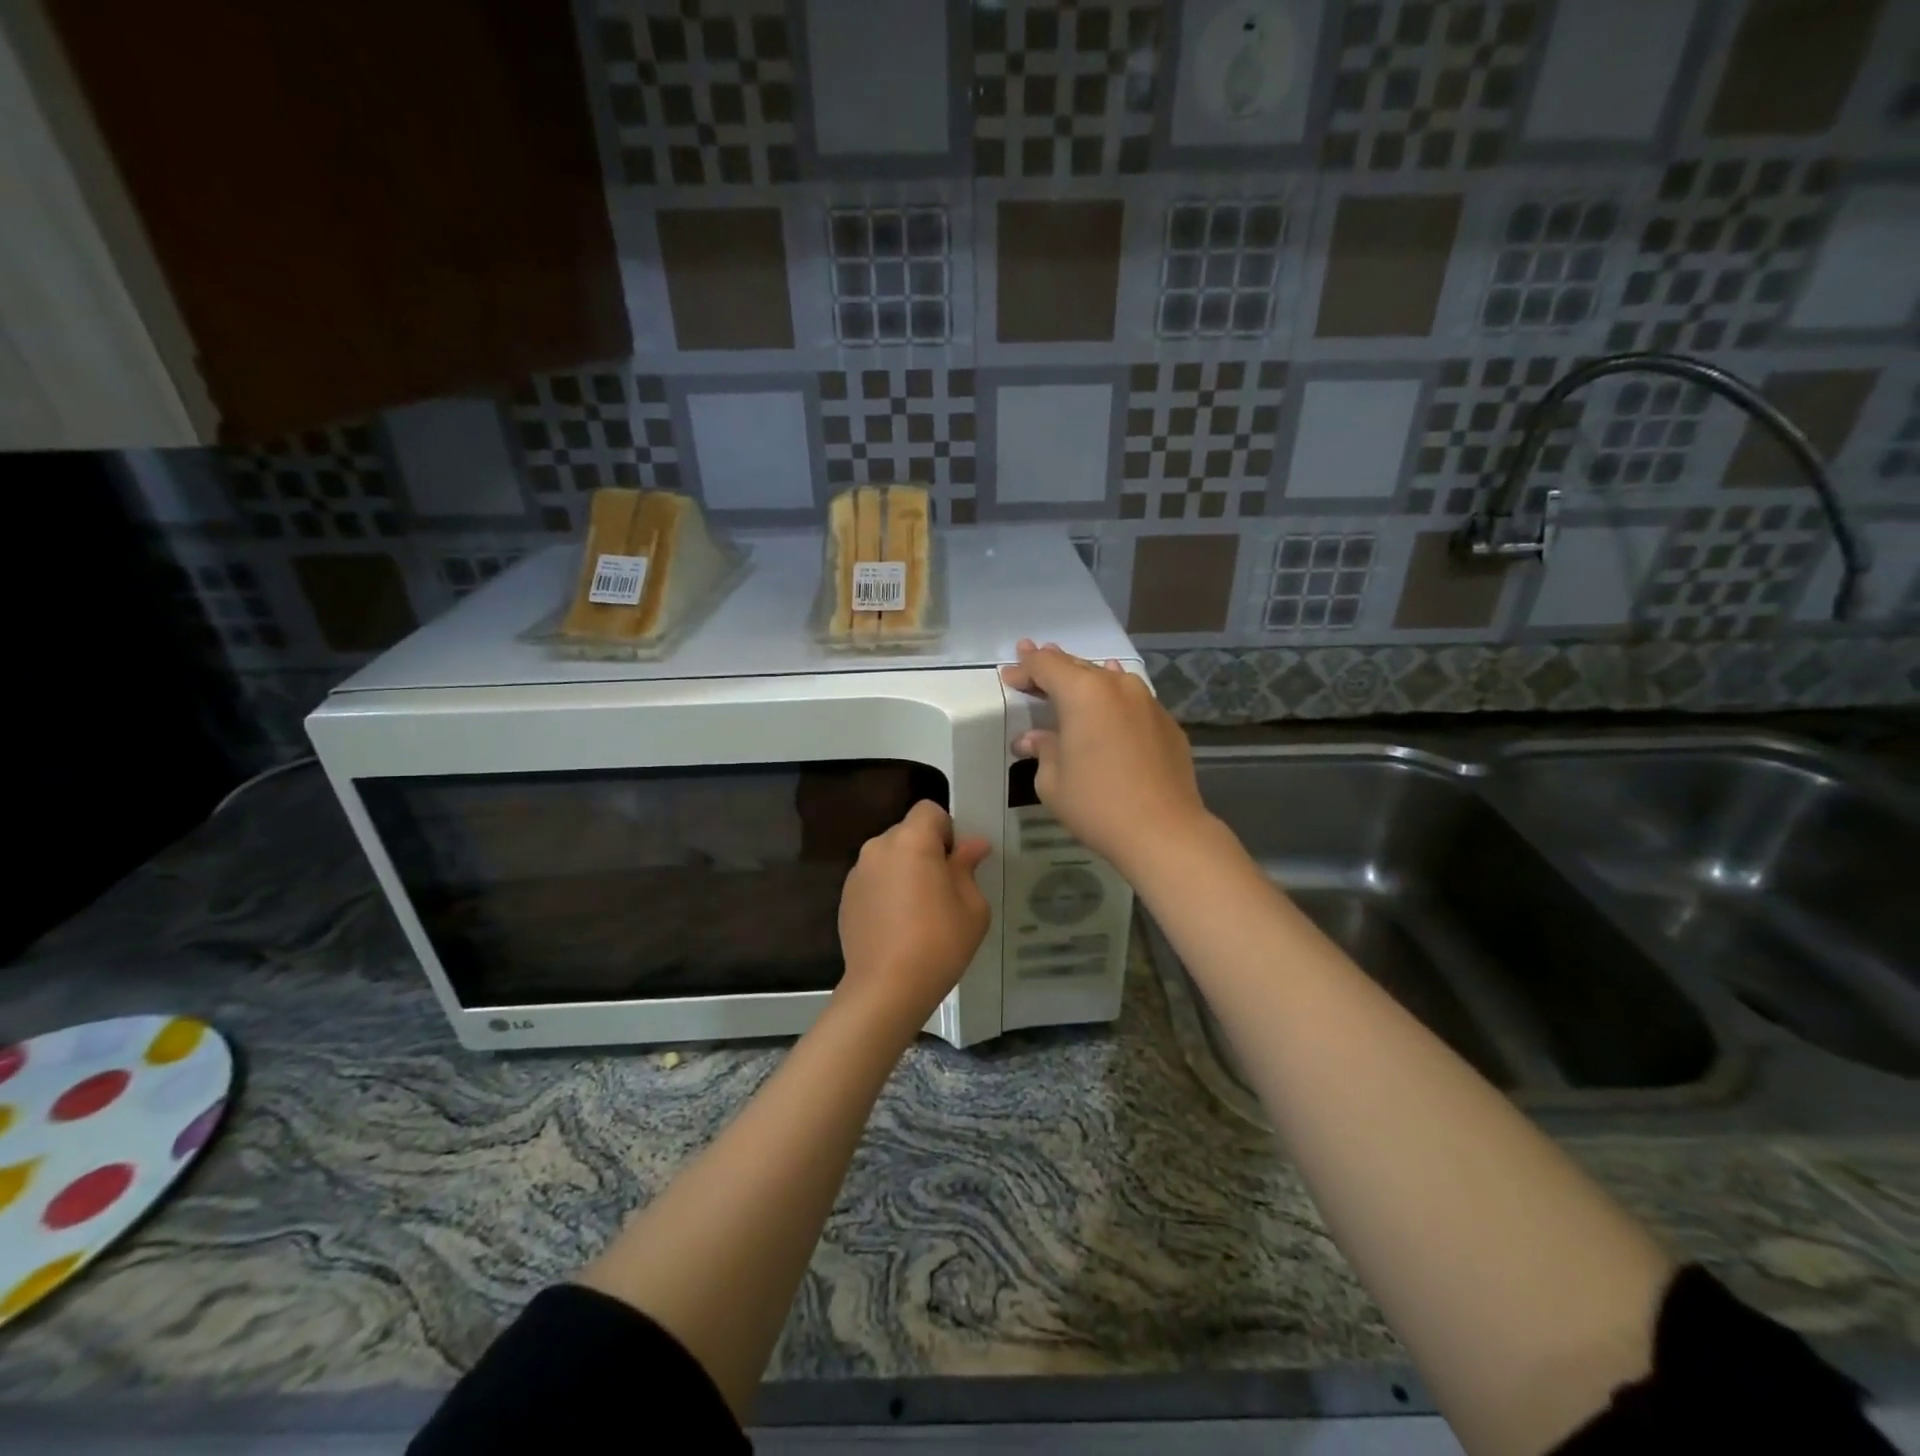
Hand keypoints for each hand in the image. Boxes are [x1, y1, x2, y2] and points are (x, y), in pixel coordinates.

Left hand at [837, 800, 990, 1029]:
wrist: (886, 989)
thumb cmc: (938, 943)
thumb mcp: (972, 907)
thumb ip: (968, 868)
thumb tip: (973, 846)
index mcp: (912, 841)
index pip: (929, 810)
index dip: (946, 829)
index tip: (954, 862)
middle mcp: (879, 847)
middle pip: (907, 832)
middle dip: (925, 850)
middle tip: (942, 889)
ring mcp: (857, 873)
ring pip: (889, 856)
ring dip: (904, 870)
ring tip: (917, 910)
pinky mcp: (845, 897)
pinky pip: (873, 879)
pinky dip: (886, 890)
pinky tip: (896, 925)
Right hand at [1000, 639, 1209, 876]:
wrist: (1163, 830)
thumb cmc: (1097, 804)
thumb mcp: (1052, 781)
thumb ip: (1042, 750)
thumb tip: (1032, 740)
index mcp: (1083, 693)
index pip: (1046, 666)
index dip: (1024, 669)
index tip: (1010, 677)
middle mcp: (1117, 686)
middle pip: (1077, 666)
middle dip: (1051, 667)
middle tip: (1030, 663)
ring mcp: (1147, 701)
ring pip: (1108, 679)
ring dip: (1084, 679)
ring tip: (1070, 679)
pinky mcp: (1166, 723)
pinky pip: (1131, 701)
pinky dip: (1111, 700)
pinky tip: (1108, 705)